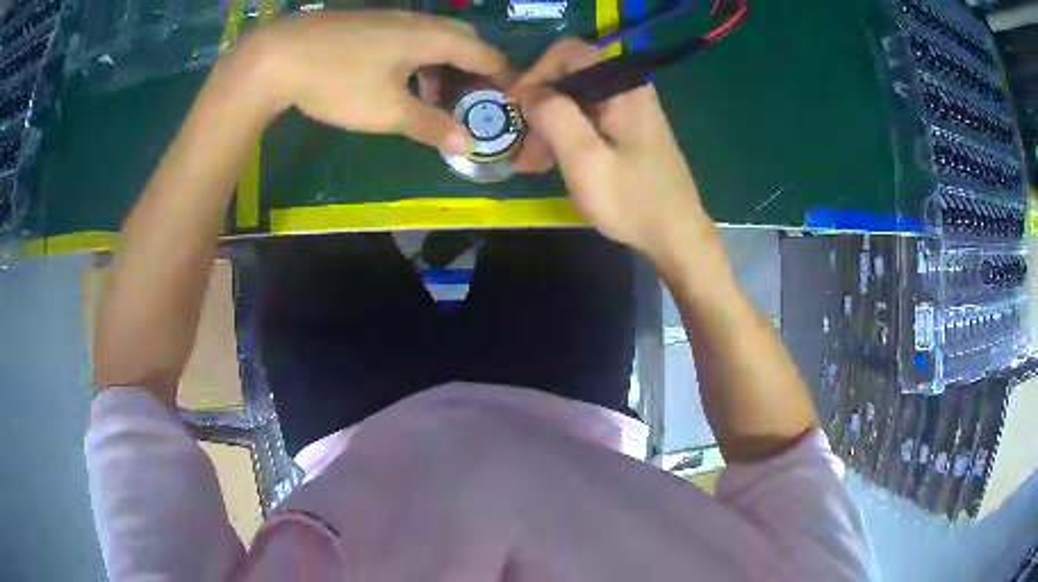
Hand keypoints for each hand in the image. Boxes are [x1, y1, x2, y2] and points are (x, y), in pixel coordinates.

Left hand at [242, 11, 509, 151]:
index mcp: (432, 37)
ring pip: (434, 38)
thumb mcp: (388, 111)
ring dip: (445, 66)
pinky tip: (401, 80)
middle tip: (475, 99)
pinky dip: (420, 59)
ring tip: (436, 98)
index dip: (503, 76)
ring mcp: (391, 19)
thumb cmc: (339, 81)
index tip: (514, 98)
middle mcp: (418, 21)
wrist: (278, 56)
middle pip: (463, 39)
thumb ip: (432, 125)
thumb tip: (469, 144)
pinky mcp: (368, 24)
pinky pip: (410, 38)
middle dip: (476, 69)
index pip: (484, 53)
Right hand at [512, 39, 713, 261]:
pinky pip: (588, 120)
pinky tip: (548, 163)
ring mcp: (629, 110)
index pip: (569, 53)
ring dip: (548, 127)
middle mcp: (628, 89)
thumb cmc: (632, 201)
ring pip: (575, 102)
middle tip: (520, 145)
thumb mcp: (585, 159)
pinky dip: (565, 137)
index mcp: (623, 87)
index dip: (536, 73)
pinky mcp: (628, 130)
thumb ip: (555, 116)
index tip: (515, 105)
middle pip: (570, 77)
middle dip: (539, 107)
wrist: (676, 236)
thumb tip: (528, 91)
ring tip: (529, 164)